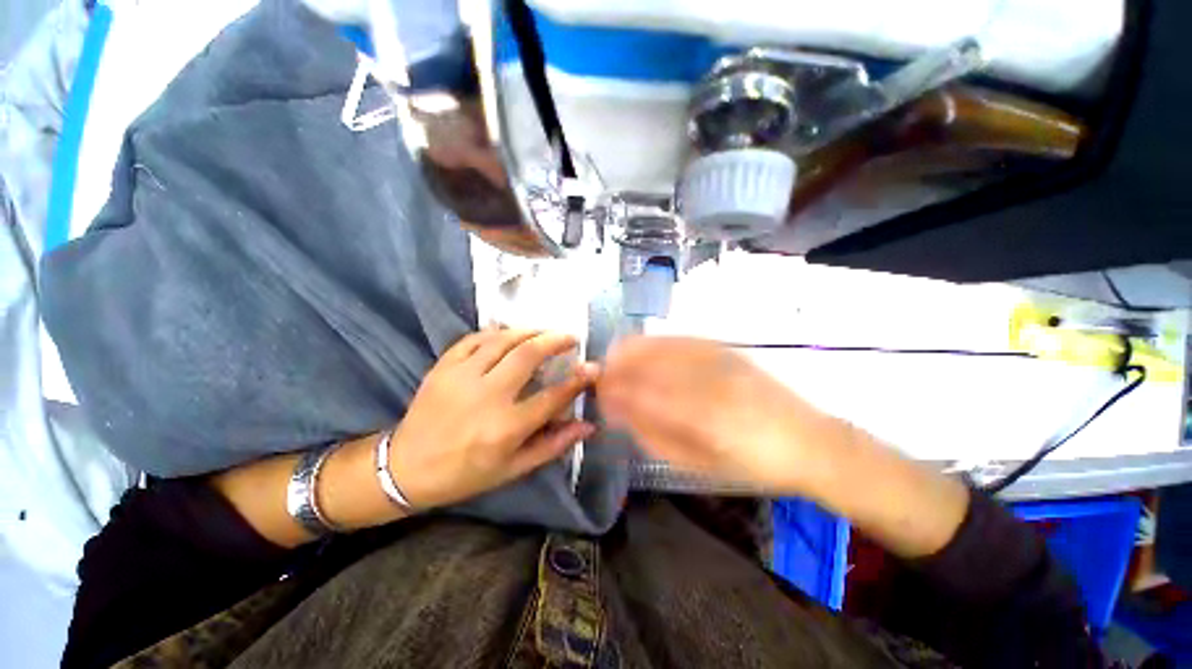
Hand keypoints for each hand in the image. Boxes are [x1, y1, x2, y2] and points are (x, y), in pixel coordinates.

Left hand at [389, 329, 597, 509]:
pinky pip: (474, 339)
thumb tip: (588, 426)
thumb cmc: (465, 474)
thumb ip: (553, 445)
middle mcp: (487, 397)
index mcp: (506, 428)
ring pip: (503, 340)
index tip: (593, 368)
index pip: (553, 396)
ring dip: (530, 331)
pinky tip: (509, 334)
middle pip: (528, 355)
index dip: (578, 380)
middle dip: (555, 341)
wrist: (405, 469)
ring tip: (545, 332)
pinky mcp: (443, 367)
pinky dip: (496, 333)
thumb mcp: (513, 469)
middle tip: (570, 337)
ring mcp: (461, 377)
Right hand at [597, 337, 847, 495]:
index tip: (597, 393)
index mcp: (701, 420)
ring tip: (615, 357)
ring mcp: (720, 362)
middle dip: (617, 368)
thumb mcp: (698, 465)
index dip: (614, 391)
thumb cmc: (751, 465)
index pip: (642, 397)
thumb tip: (621, 415)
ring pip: (663, 346)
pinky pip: (682, 339)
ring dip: (633, 350)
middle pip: (649, 366)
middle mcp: (708, 384)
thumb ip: (655, 437)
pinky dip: (657, 341)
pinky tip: (644, 345)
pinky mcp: (728, 350)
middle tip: (601, 375)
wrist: (809, 443)